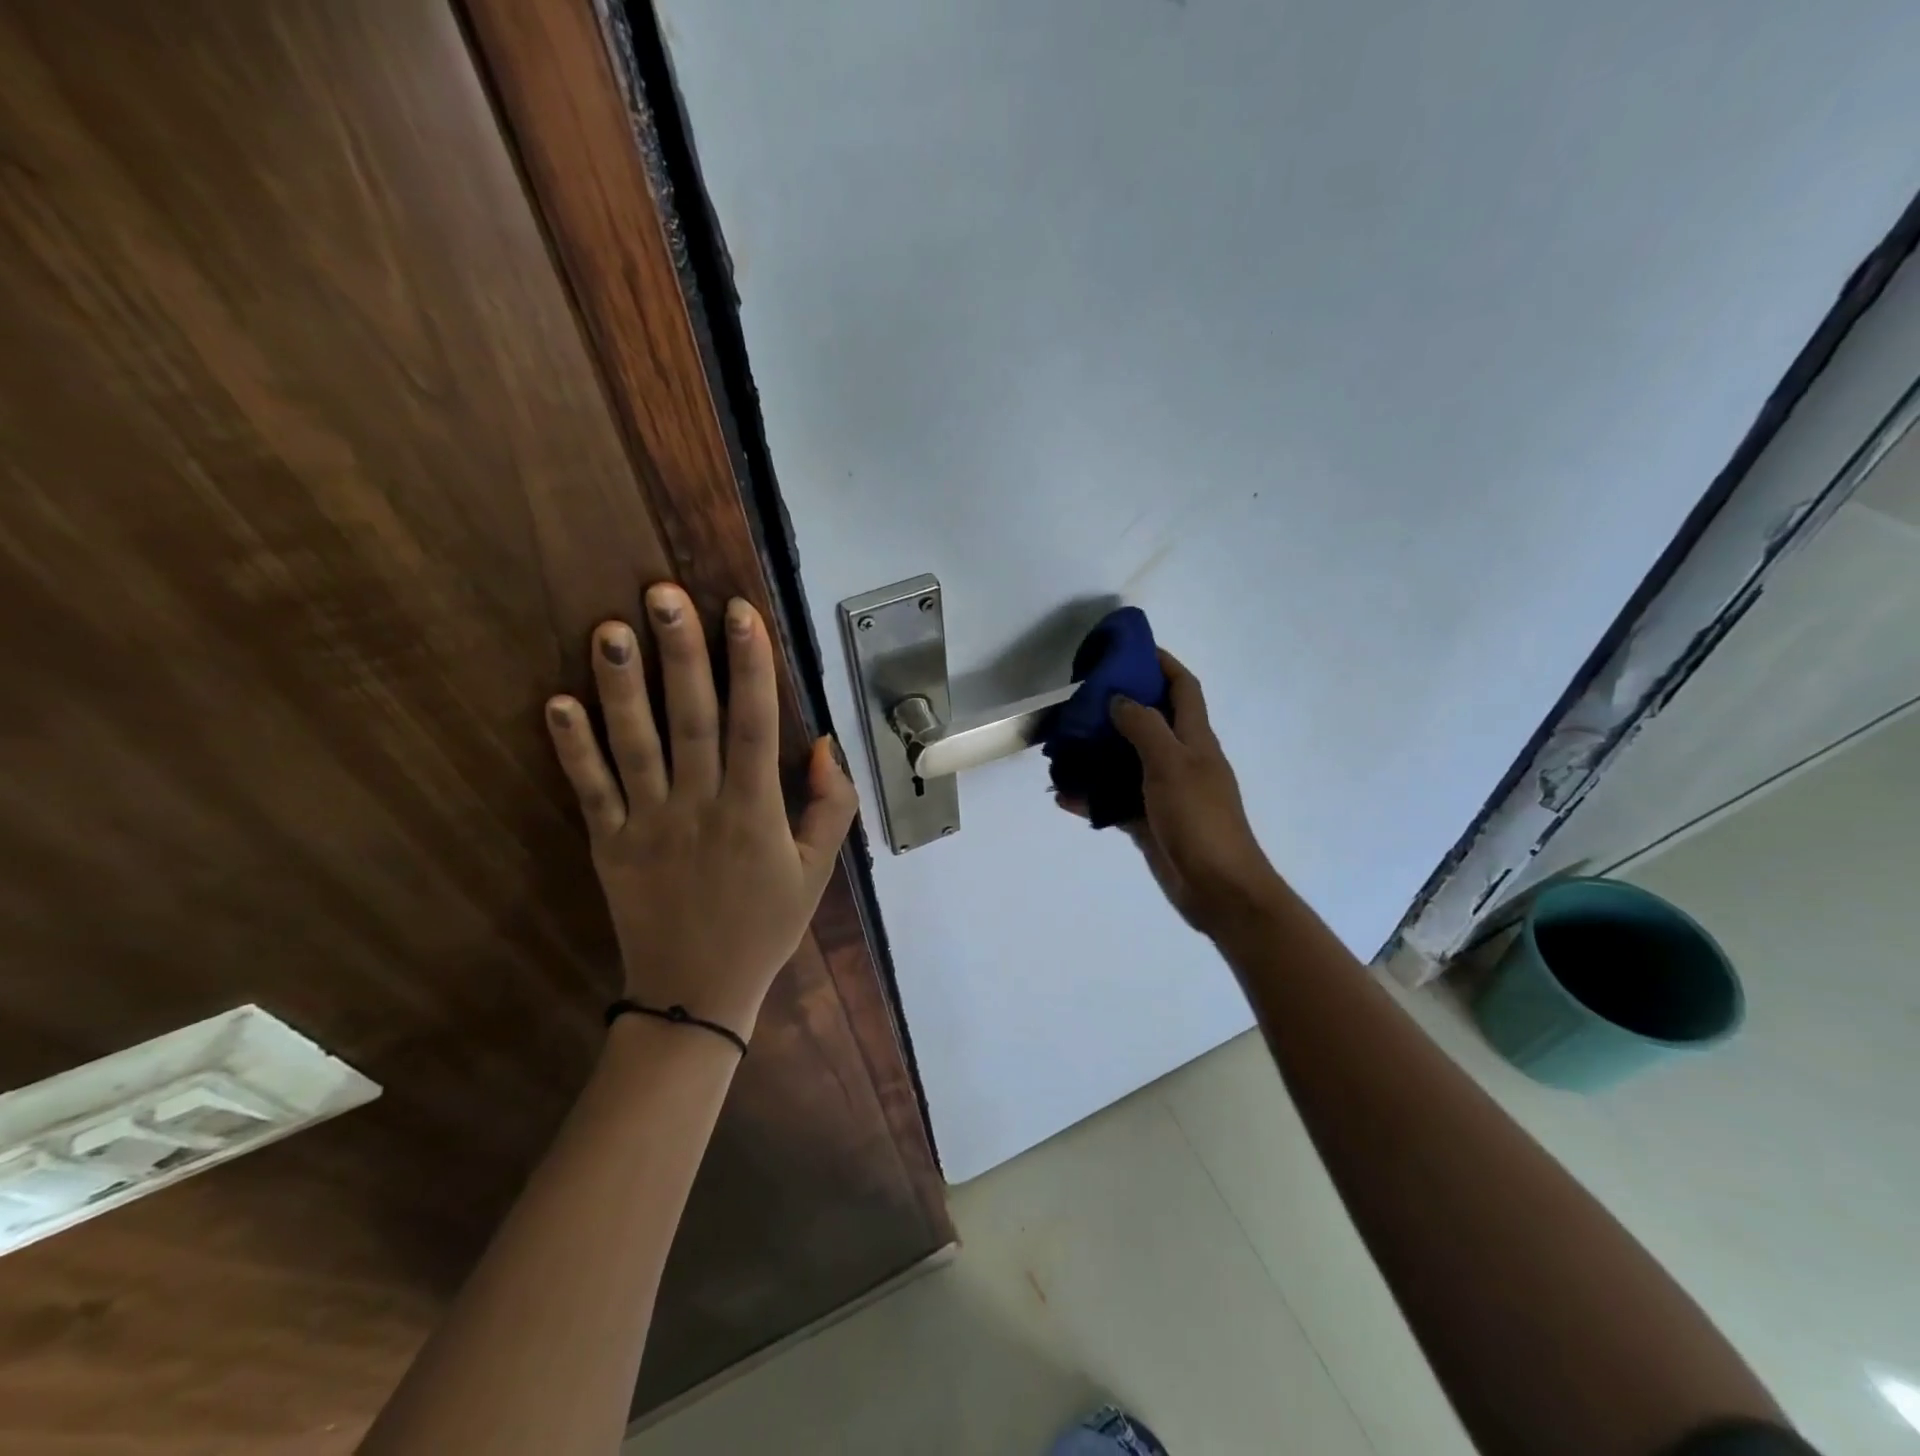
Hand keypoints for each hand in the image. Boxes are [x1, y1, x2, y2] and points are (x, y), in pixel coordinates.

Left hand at [544, 584, 857, 1041]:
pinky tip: (558, 703)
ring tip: (609, 629)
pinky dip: (573, 749)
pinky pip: (589, 791)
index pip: (755, 724)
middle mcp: (700, 806)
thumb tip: (826, 745)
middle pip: (691, 719)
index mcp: (755, 811)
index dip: (750, 666)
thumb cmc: (764, 926)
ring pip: (635, 745)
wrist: (697, 994)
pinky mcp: (609, 844)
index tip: (740, 612)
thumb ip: (831, 807)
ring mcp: (648, 824)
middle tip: (663, 594)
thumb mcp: (818, 871)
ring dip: (621, 685)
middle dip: (681, 653)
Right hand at [1070, 651, 1284, 937]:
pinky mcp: (1149, 821)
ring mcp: (1164, 792)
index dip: (1163, 663)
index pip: (1183, 688)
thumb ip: (1144, 727)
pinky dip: (1092, 796)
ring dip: (1097, 753)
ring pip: (1126, 762)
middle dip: (1118, 707)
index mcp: (1195, 739)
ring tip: (1062, 746)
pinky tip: (1063, 795)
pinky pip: (1115, 801)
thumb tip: (1119, 699)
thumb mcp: (1171, 764)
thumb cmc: (1199, 818)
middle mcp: (1181, 759)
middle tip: (1080, 701)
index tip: (1130, 650)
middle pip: (1149, 722)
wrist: (1217, 888)